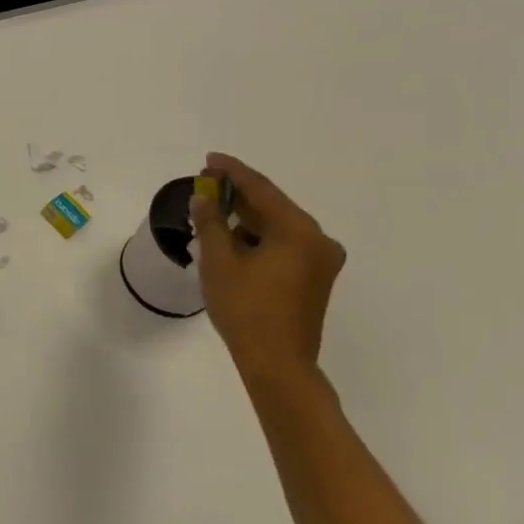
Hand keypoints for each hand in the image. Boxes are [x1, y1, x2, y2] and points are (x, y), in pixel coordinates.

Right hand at [191, 151, 345, 379]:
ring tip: (213, 212)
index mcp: (299, 231)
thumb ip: (210, 223)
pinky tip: (231, 239)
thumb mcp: (219, 262)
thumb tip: (203, 198)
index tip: (209, 159)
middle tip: (206, 183)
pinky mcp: (314, 278)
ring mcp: (320, 261)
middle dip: (238, 194)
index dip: (232, 172)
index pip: (261, 189)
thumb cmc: (246, 309)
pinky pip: (284, 245)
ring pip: (277, 227)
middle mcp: (318, 240)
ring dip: (246, 218)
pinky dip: (258, 238)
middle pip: (273, 206)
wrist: (278, 364)